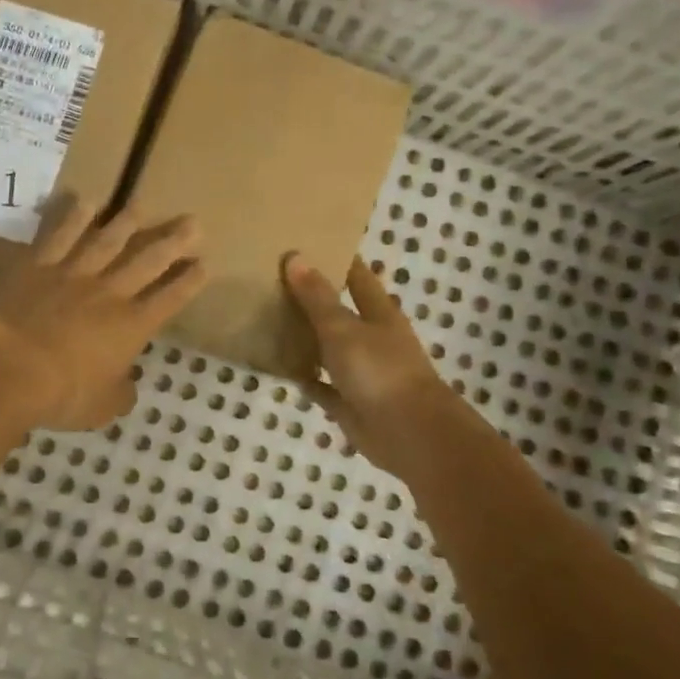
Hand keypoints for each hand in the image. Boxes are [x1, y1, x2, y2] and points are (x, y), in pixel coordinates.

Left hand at [0, 198, 205, 431]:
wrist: (9, 365)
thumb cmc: (62, 393)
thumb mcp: (102, 407)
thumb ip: (120, 393)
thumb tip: (126, 386)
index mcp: (132, 326)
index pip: (170, 299)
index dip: (189, 281)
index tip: (204, 263)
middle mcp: (110, 292)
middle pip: (148, 260)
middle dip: (173, 241)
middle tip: (192, 222)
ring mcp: (74, 274)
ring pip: (107, 240)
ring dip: (127, 222)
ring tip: (141, 206)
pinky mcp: (39, 265)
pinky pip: (60, 235)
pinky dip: (73, 217)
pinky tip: (85, 202)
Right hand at [283, 254, 459, 474]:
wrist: (410, 434)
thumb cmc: (380, 371)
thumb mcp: (343, 328)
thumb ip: (317, 297)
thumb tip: (295, 256)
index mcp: (379, 314)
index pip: (358, 276)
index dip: (338, 259)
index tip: (309, 243)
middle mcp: (372, 339)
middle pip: (341, 312)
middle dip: (314, 297)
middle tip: (274, 279)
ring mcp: (362, 372)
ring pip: (329, 349)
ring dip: (306, 337)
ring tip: (269, 318)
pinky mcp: (350, 403)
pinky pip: (321, 385)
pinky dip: (304, 377)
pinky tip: (278, 366)